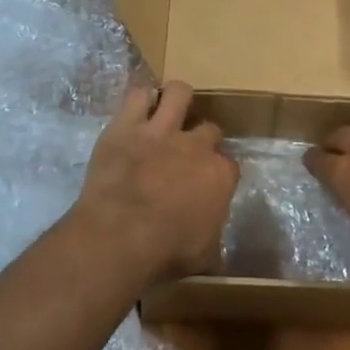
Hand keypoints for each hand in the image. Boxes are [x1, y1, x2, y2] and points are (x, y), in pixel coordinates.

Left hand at [72, 82, 238, 280]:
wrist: (121, 236)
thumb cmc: (166, 252)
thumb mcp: (204, 256)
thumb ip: (213, 241)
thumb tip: (216, 251)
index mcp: (220, 177)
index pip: (228, 166)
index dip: (218, 173)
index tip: (208, 184)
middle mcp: (196, 146)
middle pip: (209, 129)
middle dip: (202, 139)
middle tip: (187, 154)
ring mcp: (161, 131)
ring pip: (179, 93)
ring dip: (177, 100)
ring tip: (170, 110)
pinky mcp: (126, 126)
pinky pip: (137, 95)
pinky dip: (139, 99)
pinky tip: (138, 108)